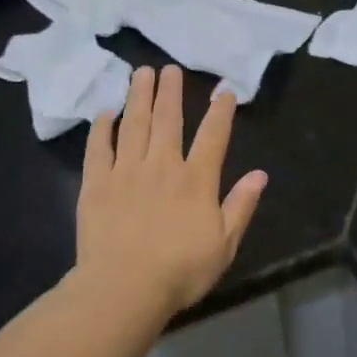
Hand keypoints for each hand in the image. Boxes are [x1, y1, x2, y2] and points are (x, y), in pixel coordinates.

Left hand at [76, 65, 269, 314]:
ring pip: (134, 125)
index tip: (224, 90)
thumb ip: (241, 206)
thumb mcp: (224, 244)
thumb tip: (260, 174)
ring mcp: (126, 172)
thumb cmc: (180, 271)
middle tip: (170, 68)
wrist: (123, 288)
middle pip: (168, 120)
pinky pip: (99, 148)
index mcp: (196, 180)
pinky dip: (102, 128)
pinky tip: (106, 113)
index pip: (213, 136)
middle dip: (171, 92)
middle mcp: (162, 166)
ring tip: (141, 74)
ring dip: (139, 97)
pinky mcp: (96, 184)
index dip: (220, 111)